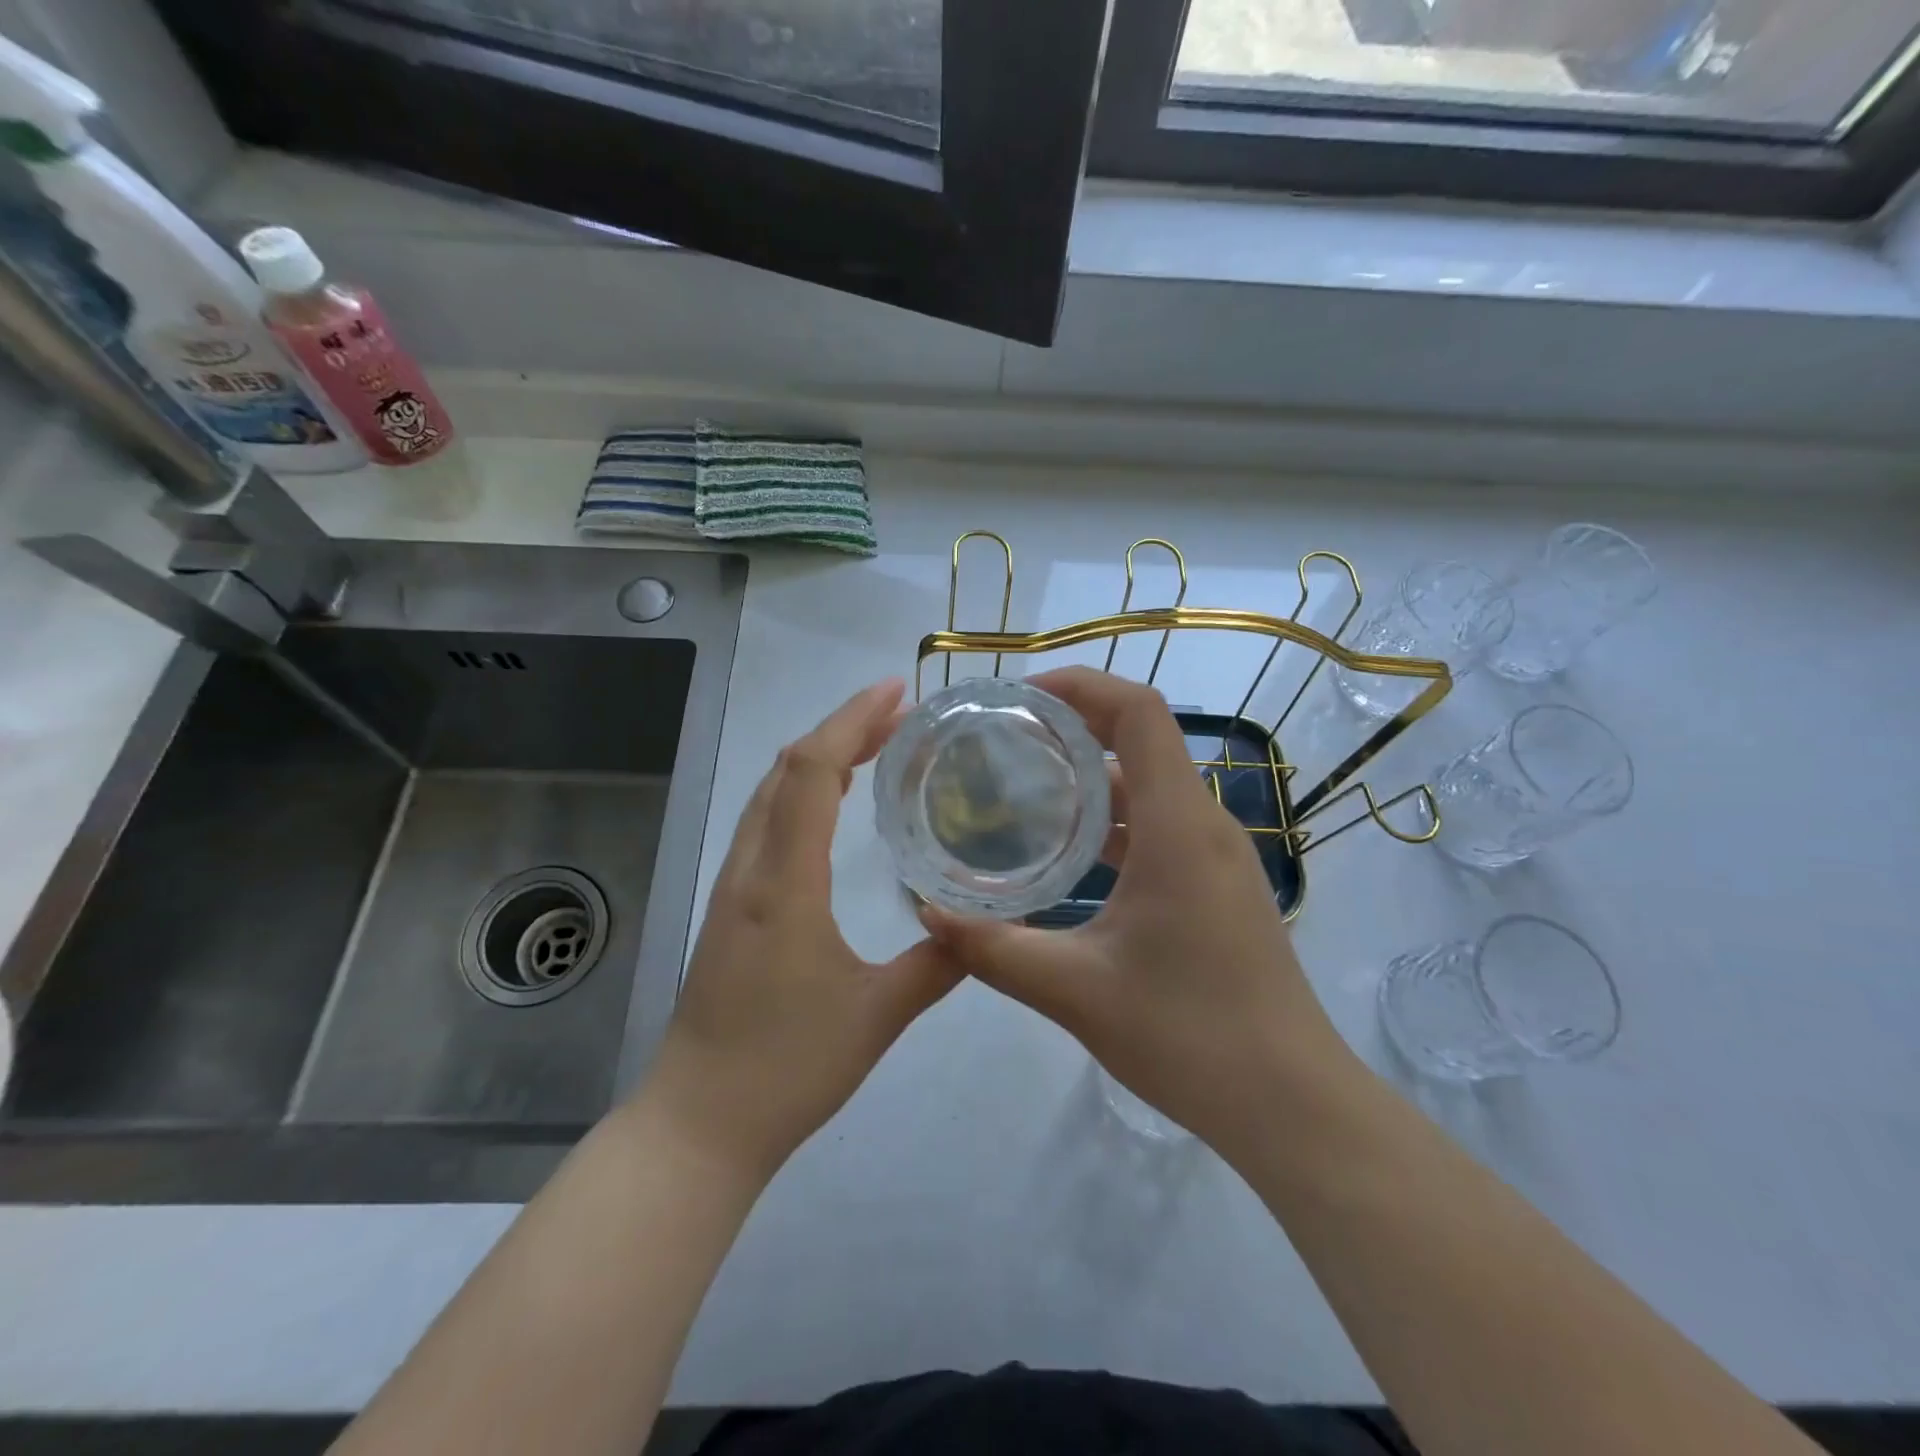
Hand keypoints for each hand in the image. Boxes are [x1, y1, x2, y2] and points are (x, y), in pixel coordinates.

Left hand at [645, 679, 960, 1178]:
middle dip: (841, 729)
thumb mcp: (877, 1018)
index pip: (813, 773)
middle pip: (788, 769)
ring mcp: (733, 887)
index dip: (851, 721)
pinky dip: (801, 792)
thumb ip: (936, 966)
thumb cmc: (786, 1068)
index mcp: (784, 883)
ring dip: (819, 757)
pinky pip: (765, 824)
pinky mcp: (730, 908)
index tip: (897, 693)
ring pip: (771, 793)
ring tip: (874, 746)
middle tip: (900, 716)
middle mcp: (751, 870)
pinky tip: (832, 807)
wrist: (699, 1123)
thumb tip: (979, 929)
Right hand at [921, 667, 1359, 1162]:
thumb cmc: (1190, 1037)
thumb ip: (994, 948)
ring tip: (1023, 784)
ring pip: (1149, 785)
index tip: (1021, 696)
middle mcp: (1204, 824)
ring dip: (1091, 775)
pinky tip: (1066, 851)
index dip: (1082, 684)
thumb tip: (926, 913)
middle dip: (1074, 724)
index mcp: (1179, 826)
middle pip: (1142, 738)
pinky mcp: (1215, 886)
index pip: (1140, 712)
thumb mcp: (1076, 991)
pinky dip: (1111, 819)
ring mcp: (1215, 856)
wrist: (1291, 1104)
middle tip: (1003, 738)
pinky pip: (1158, 826)